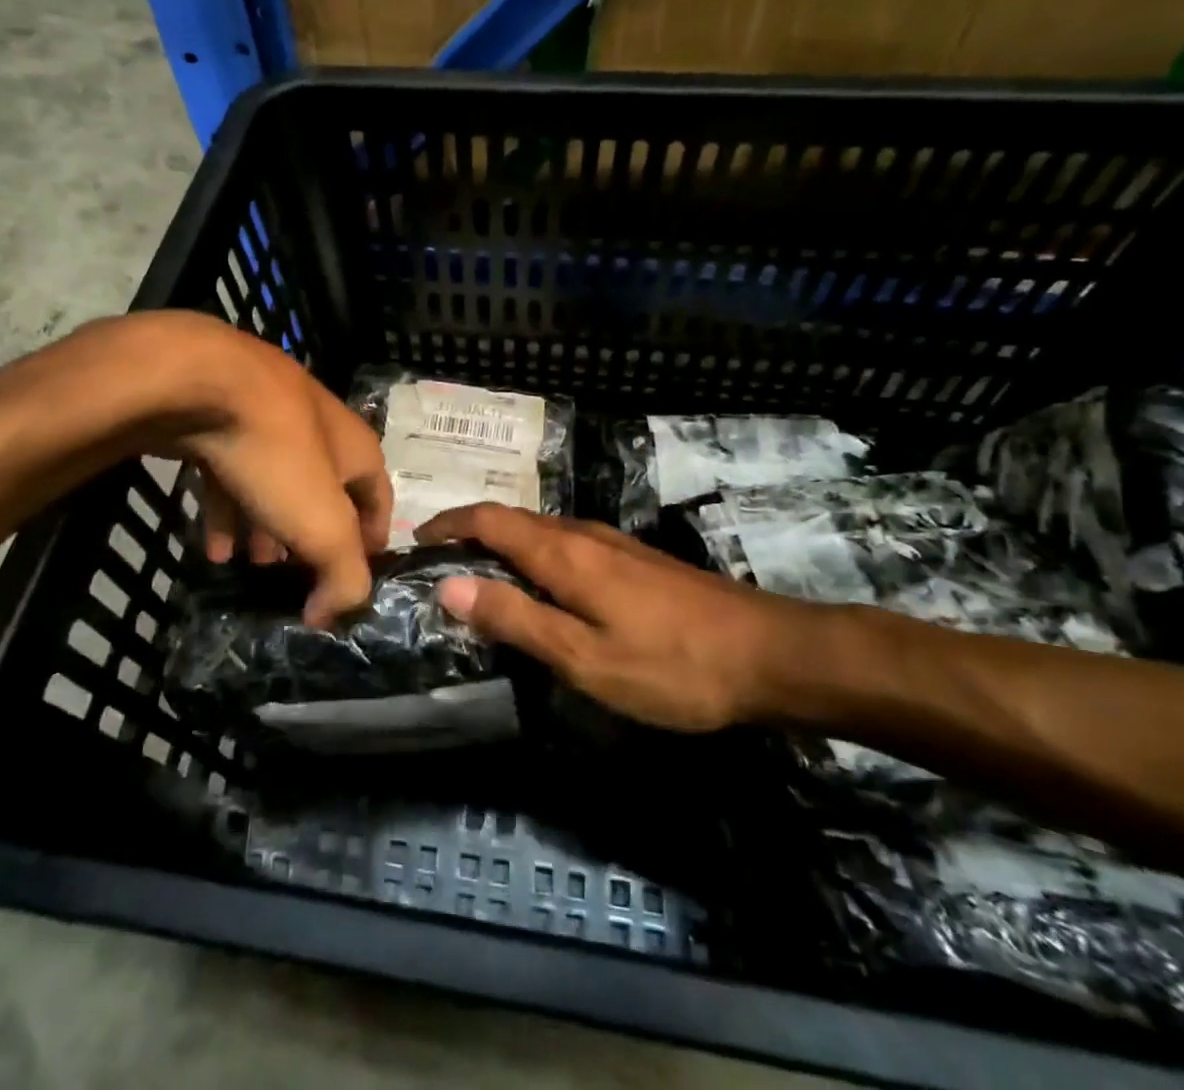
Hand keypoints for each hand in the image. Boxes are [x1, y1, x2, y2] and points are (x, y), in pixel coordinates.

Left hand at [82, 312, 391, 622]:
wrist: (202, 382)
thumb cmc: (278, 454)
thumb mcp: (324, 525)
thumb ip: (343, 576)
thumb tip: (332, 615)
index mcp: (357, 447)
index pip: (379, 499)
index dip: (371, 541)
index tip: (350, 579)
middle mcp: (319, 429)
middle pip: (323, 493)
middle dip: (311, 538)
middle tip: (293, 576)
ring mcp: (269, 419)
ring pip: (276, 484)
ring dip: (268, 528)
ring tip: (251, 566)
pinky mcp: (222, 419)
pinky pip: (233, 473)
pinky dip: (230, 511)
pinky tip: (214, 547)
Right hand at [414, 505, 795, 730]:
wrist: (769, 653)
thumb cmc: (671, 665)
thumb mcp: (584, 657)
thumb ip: (516, 619)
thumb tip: (448, 585)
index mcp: (564, 553)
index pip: (489, 520)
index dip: (449, 524)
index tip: (415, 541)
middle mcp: (584, 535)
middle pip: (513, 520)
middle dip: (470, 533)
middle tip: (438, 566)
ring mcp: (614, 544)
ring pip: (541, 532)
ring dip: (502, 545)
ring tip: (478, 578)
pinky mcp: (635, 561)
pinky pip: (566, 545)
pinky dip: (534, 557)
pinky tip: (541, 589)